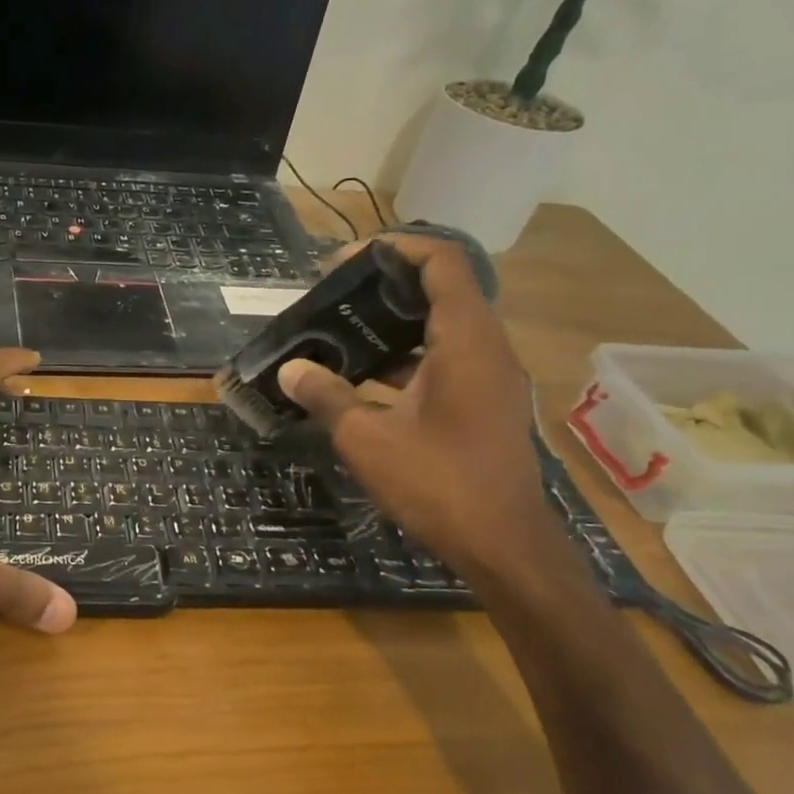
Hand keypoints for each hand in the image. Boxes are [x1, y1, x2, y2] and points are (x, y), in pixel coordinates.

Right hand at [275, 235, 553, 575]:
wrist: (503, 545)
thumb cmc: (438, 483)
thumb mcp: (367, 439)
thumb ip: (327, 396)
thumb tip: (290, 368)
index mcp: (466, 342)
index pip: (442, 264)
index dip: (396, 248)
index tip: (346, 260)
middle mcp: (487, 349)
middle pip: (442, 291)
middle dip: (386, 287)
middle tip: (333, 297)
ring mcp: (490, 379)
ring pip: (442, 329)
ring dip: (394, 325)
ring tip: (340, 332)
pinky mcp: (485, 405)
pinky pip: (445, 361)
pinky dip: (407, 358)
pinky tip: (363, 379)